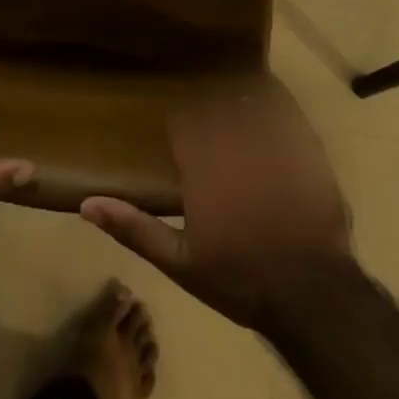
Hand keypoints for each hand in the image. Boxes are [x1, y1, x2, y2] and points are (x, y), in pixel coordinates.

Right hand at [81, 91, 351, 332]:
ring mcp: (271, 143)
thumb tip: (86, 204)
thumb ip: (134, 229)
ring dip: (241, 104)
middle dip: (212, 113)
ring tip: (240, 109)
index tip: (183, 141)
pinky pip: (288, 112)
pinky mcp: (305, 150)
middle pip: (215, 106)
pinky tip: (275, 106)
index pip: (183, 122)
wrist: (312, 297)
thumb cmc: (241, 278)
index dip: (183, 129)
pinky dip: (278, 105)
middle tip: (212, 125)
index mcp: (201, 165)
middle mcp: (232, 143)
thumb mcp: (180, 262)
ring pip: (249, 102)